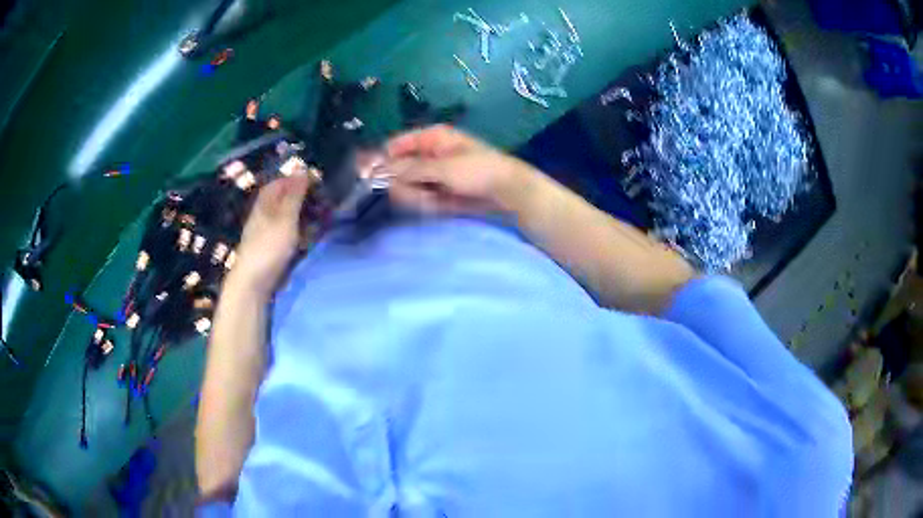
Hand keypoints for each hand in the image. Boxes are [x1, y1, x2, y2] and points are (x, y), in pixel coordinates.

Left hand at [232, 175, 311, 295]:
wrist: (254, 282)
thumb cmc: (269, 246)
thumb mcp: (285, 217)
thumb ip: (295, 195)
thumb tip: (302, 169)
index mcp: (266, 200)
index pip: (283, 181)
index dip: (299, 178)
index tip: (319, 181)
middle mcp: (265, 212)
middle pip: (286, 198)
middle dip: (305, 197)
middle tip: (324, 201)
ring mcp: (268, 230)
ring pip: (289, 215)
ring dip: (305, 215)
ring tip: (322, 218)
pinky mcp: (272, 246)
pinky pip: (289, 231)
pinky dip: (300, 230)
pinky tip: (310, 236)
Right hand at [385, 125, 538, 214]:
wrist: (507, 191)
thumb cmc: (479, 170)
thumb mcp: (444, 167)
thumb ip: (411, 169)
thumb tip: (381, 170)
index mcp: (429, 138)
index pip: (394, 146)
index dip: (382, 161)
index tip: (373, 178)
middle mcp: (426, 154)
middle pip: (397, 170)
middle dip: (404, 185)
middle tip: (421, 194)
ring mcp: (431, 174)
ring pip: (406, 187)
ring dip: (416, 197)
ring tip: (436, 200)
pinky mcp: (436, 192)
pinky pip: (419, 198)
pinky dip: (425, 204)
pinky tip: (440, 205)